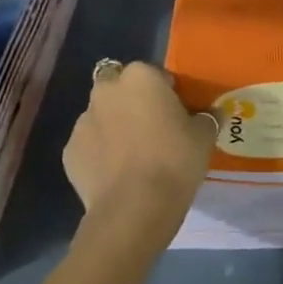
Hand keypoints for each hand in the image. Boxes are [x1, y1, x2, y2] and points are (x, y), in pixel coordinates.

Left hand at [63, 62, 216, 230]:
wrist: (134, 209)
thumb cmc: (174, 160)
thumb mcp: (204, 136)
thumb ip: (207, 117)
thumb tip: (213, 113)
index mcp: (140, 76)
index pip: (155, 74)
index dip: (167, 93)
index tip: (177, 114)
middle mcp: (107, 90)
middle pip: (121, 88)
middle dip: (132, 102)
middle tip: (152, 129)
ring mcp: (83, 121)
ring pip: (102, 116)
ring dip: (114, 126)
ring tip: (133, 156)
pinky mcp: (69, 152)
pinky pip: (90, 145)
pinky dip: (99, 154)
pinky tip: (116, 175)